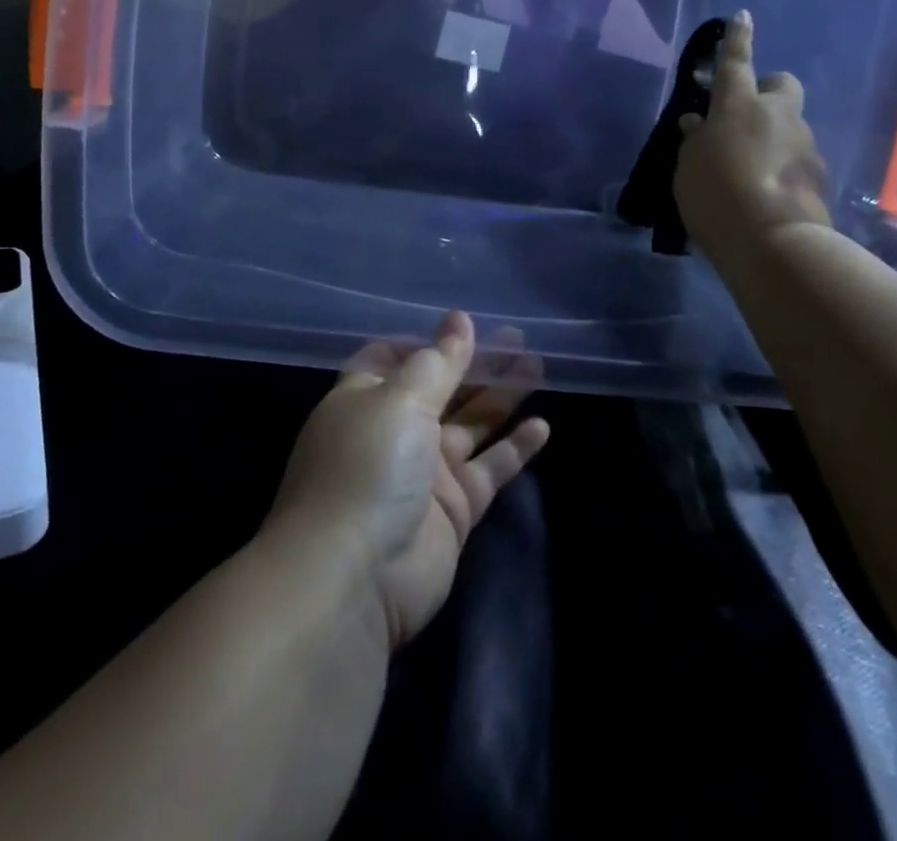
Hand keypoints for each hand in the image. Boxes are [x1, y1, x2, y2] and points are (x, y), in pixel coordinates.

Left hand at [265, 312, 549, 649]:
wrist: (354, 576)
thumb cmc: (368, 466)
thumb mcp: (400, 399)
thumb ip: (438, 361)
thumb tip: (458, 319)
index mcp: (366, 398)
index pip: (394, 358)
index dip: (427, 342)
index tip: (463, 323)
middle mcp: (394, 431)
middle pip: (442, 388)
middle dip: (476, 363)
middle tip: (519, 337)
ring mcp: (424, 472)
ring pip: (470, 424)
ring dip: (501, 396)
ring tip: (537, 364)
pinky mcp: (452, 511)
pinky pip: (488, 470)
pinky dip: (514, 450)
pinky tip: (542, 426)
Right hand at [674, 10, 831, 269]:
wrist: (773, 241)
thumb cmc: (716, 194)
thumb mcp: (688, 166)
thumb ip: (695, 140)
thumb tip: (699, 123)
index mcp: (739, 105)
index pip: (736, 61)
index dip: (737, 39)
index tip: (742, 16)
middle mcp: (778, 115)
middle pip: (782, 84)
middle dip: (767, 91)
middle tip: (744, 116)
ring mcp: (805, 144)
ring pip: (790, 125)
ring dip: (773, 136)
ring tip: (748, 169)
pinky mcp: (820, 175)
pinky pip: (797, 158)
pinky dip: (783, 166)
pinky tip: (766, 192)